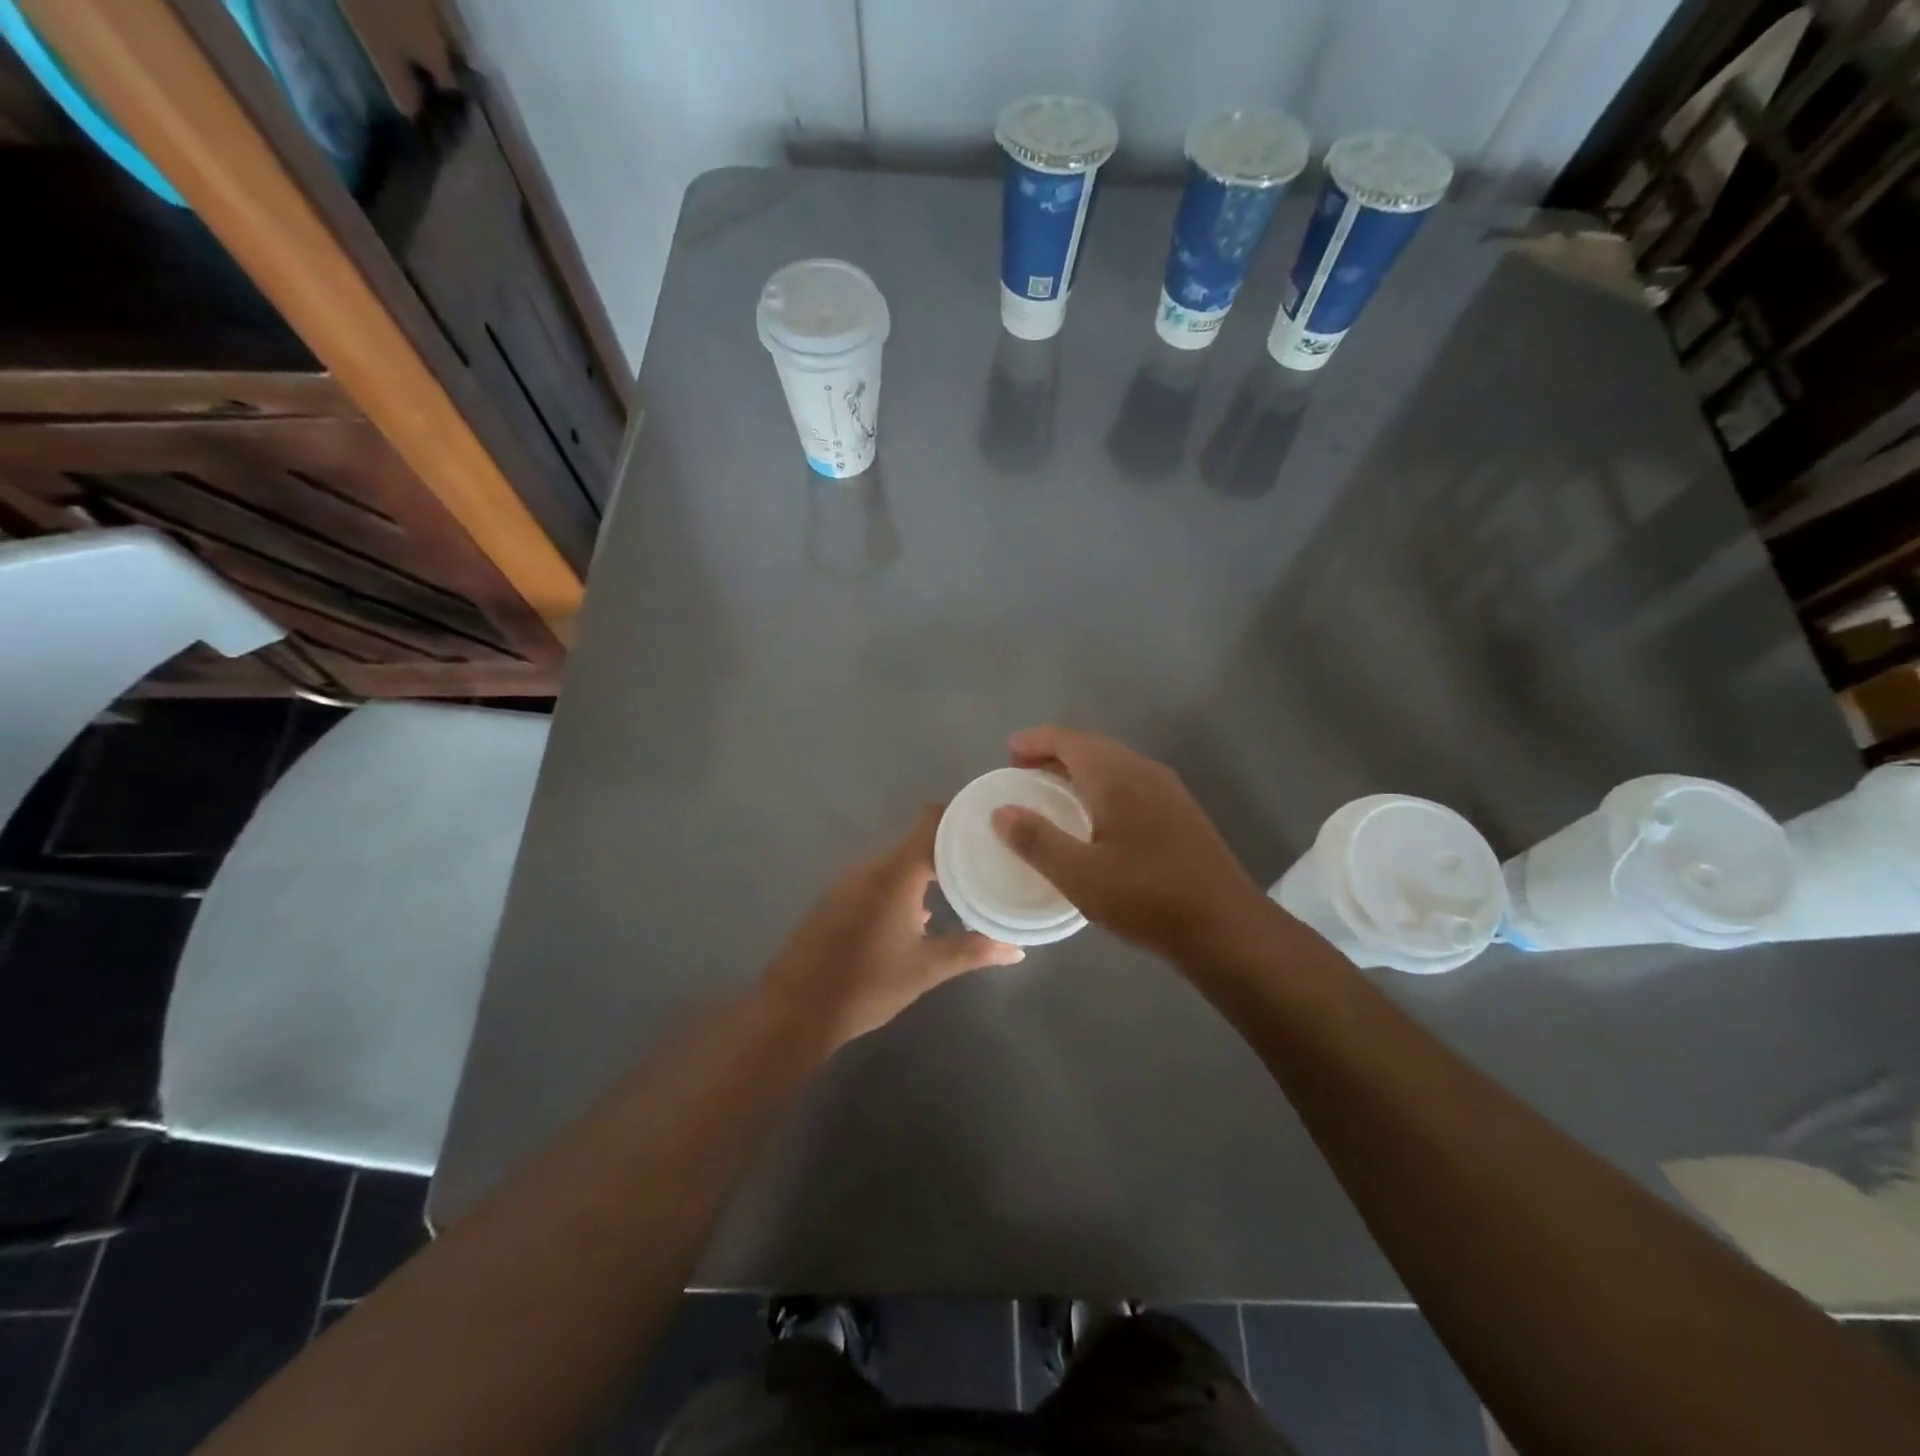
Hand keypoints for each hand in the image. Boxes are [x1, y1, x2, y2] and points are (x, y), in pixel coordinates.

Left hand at [762, 805, 1023, 1047]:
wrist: (795, 1009)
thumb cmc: (866, 984)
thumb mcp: (926, 968)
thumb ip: (973, 951)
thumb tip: (1017, 949)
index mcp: (896, 872)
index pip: (931, 820)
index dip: (960, 814)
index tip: (991, 822)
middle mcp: (871, 866)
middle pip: (916, 839)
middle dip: (951, 845)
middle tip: (988, 856)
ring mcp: (850, 881)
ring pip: (897, 860)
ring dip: (927, 867)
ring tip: (963, 881)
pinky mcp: (837, 899)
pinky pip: (879, 878)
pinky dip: (904, 884)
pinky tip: (922, 911)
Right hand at [992, 725, 1267, 963]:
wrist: (1226, 927)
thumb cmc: (1148, 898)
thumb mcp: (1081, 876)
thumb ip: (1037, 841)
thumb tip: (1000, 812)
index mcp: (1118, 776)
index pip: (1068, 740)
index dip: (1034, 741)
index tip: (1007, 754)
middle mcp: (1144, 771)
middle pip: (1091, 747)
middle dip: (1053, 753)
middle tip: (1021, 773)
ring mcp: (1167, 790)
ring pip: (1113, 765)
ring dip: (1078, 770)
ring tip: (1050, 793)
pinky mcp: (1180, 812)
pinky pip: (1129, 783)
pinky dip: (1100, 786)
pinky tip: (1093, 818)